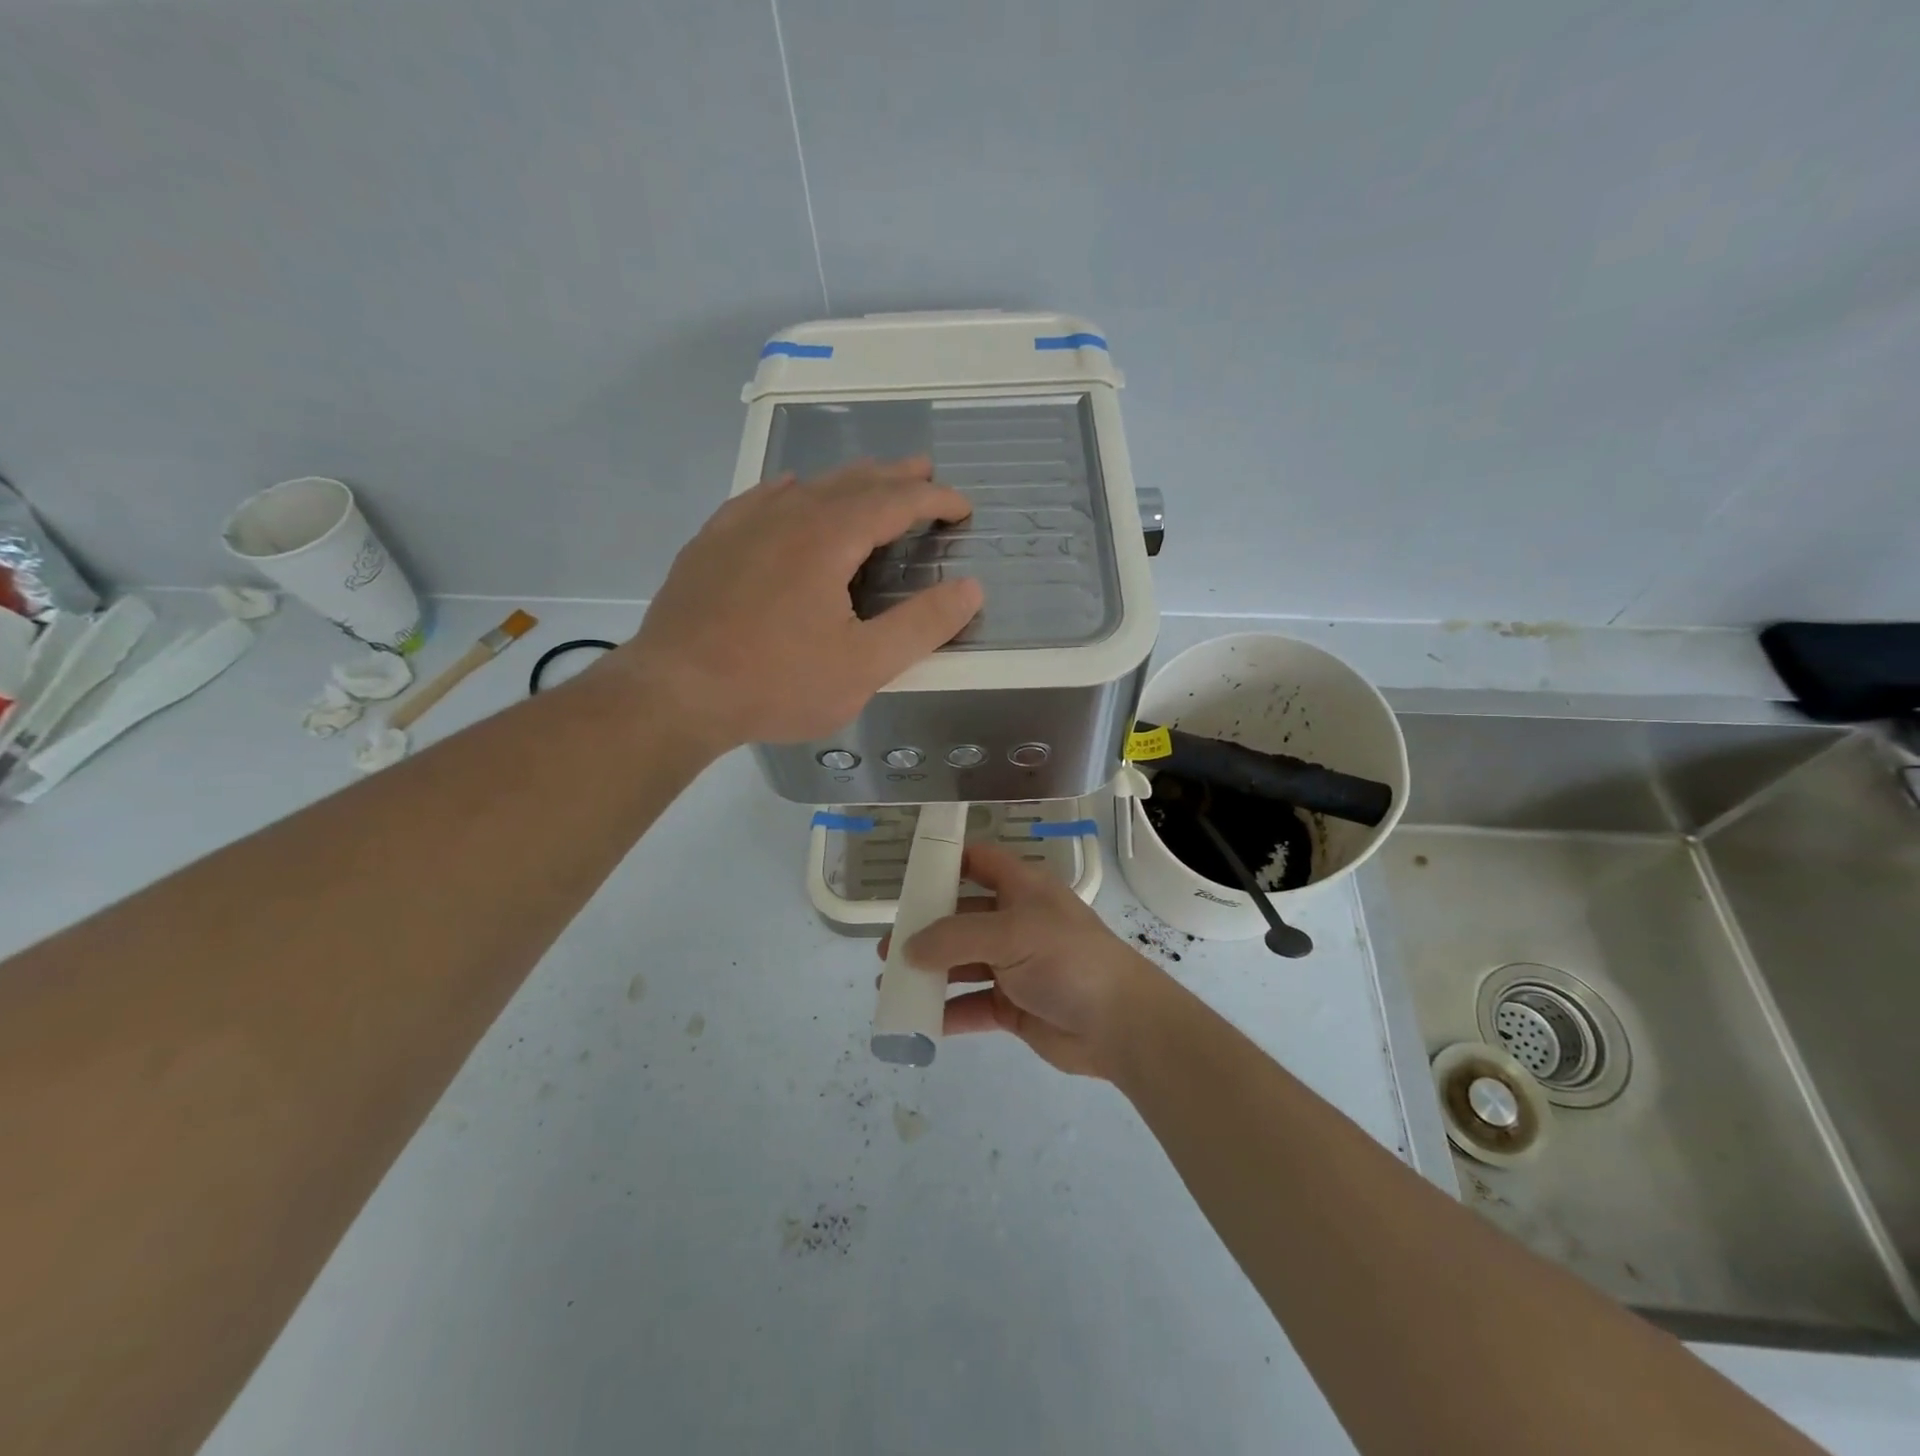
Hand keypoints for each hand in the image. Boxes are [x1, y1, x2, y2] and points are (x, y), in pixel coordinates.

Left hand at [621, 457, 982, 749]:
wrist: (675, 693)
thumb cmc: (777, 682)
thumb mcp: (864, 666)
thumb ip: (922, 625)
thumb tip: (971, 589)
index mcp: (828, 538)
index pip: (895, 502)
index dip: (934, 500)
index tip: (962, 507)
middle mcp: (787, 515)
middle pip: (852, 482)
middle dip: (894, 476)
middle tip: (924, 472)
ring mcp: (742, 525)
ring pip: (806, 486)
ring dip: (847, 481)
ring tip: (869, 482)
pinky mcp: (711, 544)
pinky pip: (760, 499)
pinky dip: (790, 491)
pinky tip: (789, 492)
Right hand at [881, 843, 1171, 1078]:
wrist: (1121, 1024)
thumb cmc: (1068, 960)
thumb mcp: (1011, 934)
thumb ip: (955, 937)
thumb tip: (908, 948)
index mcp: (1022, 890)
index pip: (980, 862)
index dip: (947, 861)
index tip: (908, 875)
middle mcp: (1016, 922)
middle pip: (962, 918)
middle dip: (925, 930)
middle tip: (888, 947)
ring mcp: (1015, 966)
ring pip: (962, 964)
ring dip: (930, 973)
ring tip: (891, 984)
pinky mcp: (1015, 1006)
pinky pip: (972, 1005)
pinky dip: (947, 1012)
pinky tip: (919, 1020)